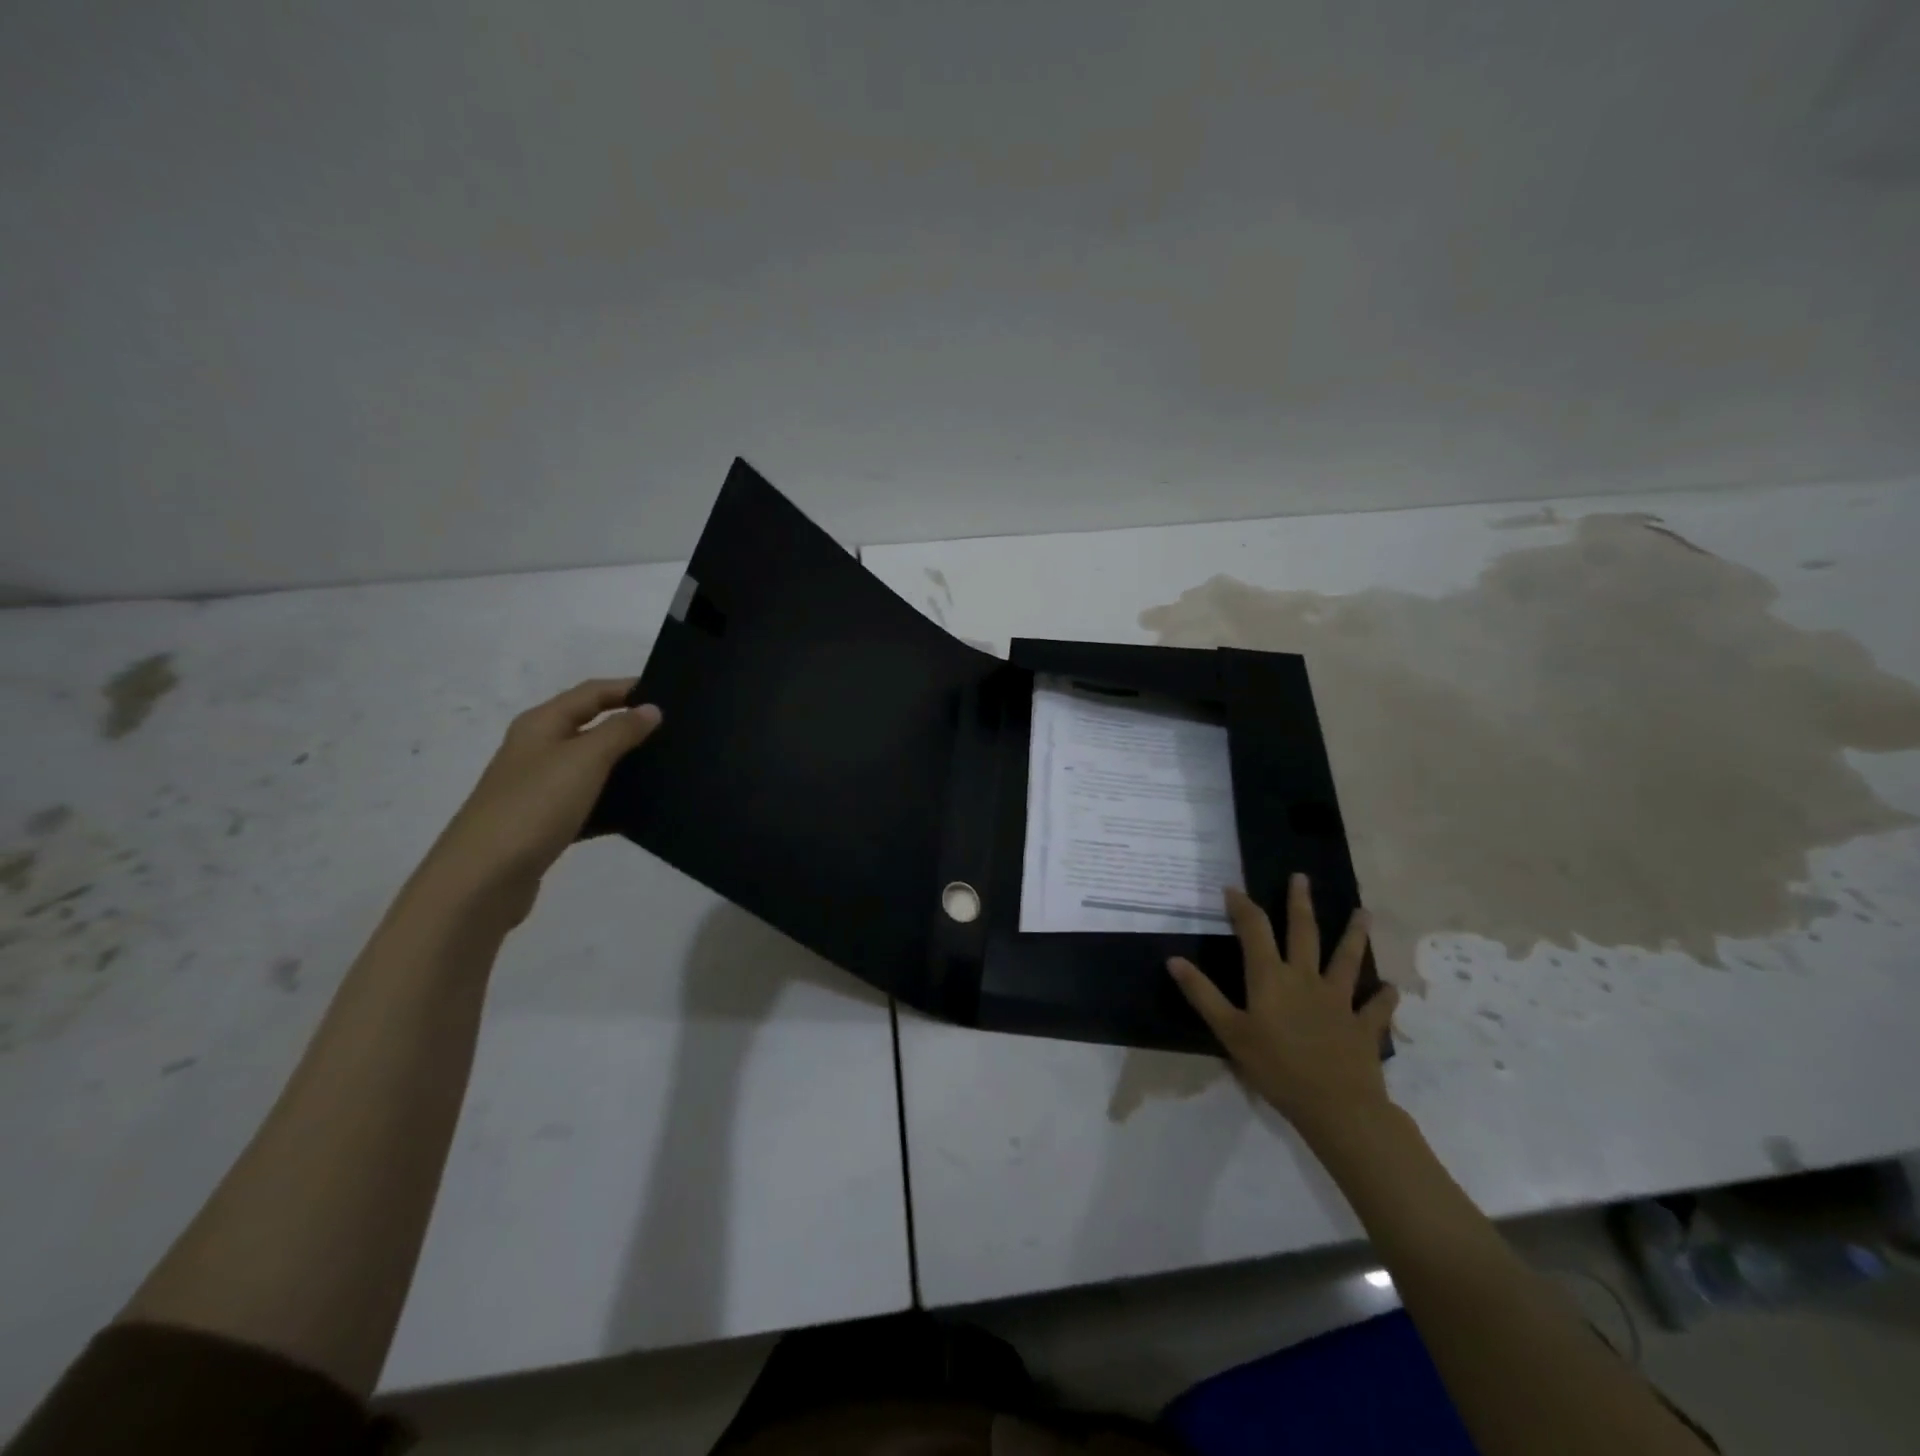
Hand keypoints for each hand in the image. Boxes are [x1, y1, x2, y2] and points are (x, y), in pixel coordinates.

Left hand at [419, 679, 661, 924]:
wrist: (483, 878)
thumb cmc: (535, 806)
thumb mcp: (584, 760)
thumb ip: (620, 731)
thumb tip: (651, 709)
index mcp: (541, 724)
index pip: (592, 692)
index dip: (628, 688)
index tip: (671, 694)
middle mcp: (537, 749)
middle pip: (590, 726)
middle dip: (630, 726)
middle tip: (675, 732)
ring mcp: (538, 787)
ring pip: (591, 766)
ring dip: (624, 765)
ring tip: (667, 769)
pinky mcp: (544, 822)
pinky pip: (587, 802)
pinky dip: (612, 802)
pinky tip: (640, 812)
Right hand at [1169, 875, 1398, 1142]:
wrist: (1335, 1106)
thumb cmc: (1275, 1068)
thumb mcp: (1229, 1032)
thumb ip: (1203, 994)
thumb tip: (1173, 960)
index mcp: (1271, 977)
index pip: (1254, 930)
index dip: (1242, 906)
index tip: (1232, 889)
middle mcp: (1306, 978)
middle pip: (1303, 932)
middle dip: (1300, 903)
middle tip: (1301, 877)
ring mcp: (1339, 999)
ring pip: (1346, 958)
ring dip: (1354, 934)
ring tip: (1363, 913)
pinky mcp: (1363, 1025)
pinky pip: (1376, 1006)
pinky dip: (1383, 995)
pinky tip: (1389, 987)